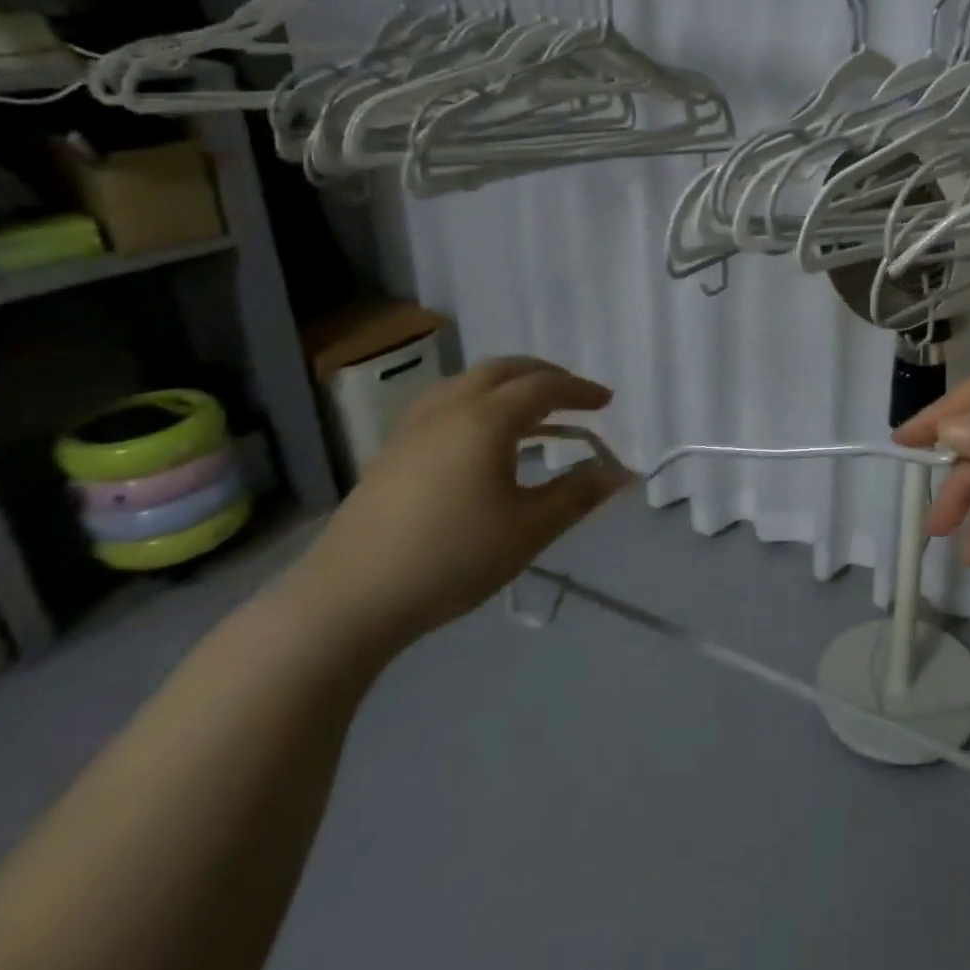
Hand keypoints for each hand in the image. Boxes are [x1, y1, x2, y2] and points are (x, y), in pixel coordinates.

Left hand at [280, 357, 632, 652]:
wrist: (348, 599)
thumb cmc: (452, 558)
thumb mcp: (529, 529)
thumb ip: (578, 493)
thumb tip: (620, 472)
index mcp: (486, 420)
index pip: (543, 387)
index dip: (579, 390)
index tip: (607, 402)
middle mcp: (449, 409)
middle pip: (503, 370)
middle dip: (544, 375)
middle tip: (573, 395)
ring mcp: (414, 427)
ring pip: (469, 382)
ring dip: (508, 385)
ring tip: (533, 411)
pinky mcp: (392, 450)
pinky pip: (446, 402)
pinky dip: (479, 401)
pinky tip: (482, 436)